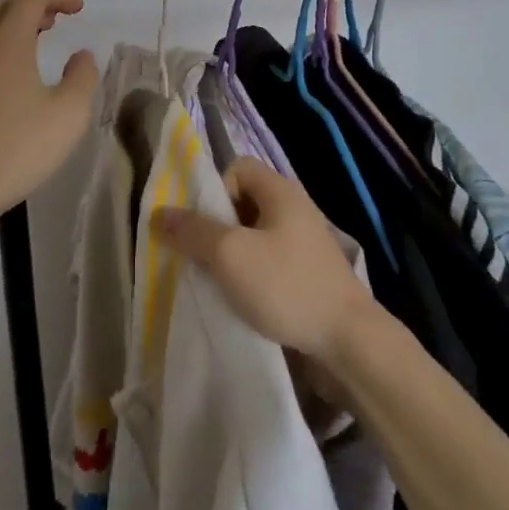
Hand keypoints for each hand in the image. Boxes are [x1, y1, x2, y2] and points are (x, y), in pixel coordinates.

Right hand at [151, 157, 376, 361]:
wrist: (349, 342)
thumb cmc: (287, 285)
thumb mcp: (231, 255)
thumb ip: (193, 231)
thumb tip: (159, 213)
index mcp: (280, 191)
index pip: (237, 167)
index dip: (215, 190)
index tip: (206, 227)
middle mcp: (295, 208)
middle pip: (243, 202)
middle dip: (219, 227)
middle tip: (205, 258)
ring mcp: (305, 243)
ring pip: (255, 236)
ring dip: (234, 256)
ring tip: (221, 284)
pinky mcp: (310, 274)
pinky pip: (270, 262)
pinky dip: (253, 276)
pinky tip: (246, 302)